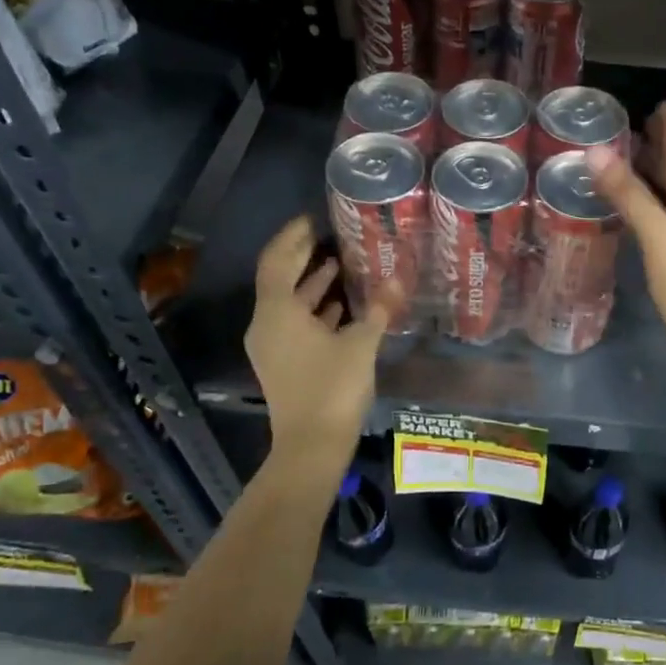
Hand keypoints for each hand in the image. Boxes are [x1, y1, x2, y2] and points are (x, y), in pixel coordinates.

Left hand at [245, 217, 395, 464]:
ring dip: (311, 284)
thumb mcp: (361, 344)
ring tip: (339, 263)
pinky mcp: (283, 363)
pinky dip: (314, 309)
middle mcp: (267, 324)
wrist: (311, 446)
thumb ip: (378, 309)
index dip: (293, 237)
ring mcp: (272, 346)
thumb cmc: (333, 388)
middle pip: (280, 279)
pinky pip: (295, 323)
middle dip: (303, 256)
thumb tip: (398, 278)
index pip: (278, 260)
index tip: (313, 219)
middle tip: (328, 234)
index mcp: (278, 311)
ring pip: (289, 303)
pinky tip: (341, 306)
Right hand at [586, 104, 665, 378]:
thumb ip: (629, 195)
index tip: (657, 105)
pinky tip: (634, 204)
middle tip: (635, 125)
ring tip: (630, 155)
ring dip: (653, 171)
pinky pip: (663, 212)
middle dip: (660, 145)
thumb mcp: (658, 236)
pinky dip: (648, 198)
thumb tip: (596, 153)